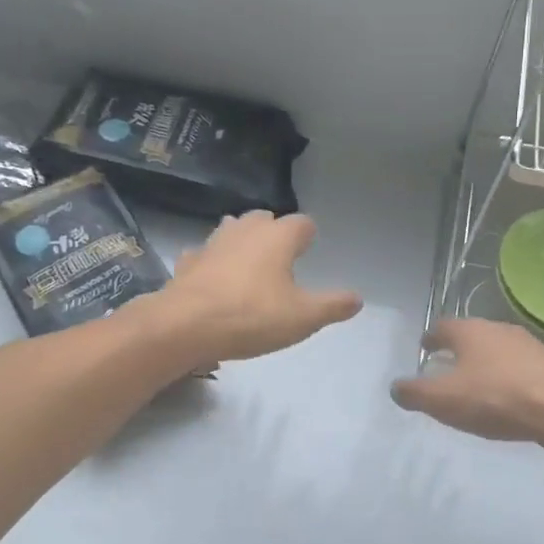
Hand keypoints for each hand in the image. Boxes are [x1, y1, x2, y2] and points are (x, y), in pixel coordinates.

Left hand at [141, 211, 361, 369]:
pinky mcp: (188, 261)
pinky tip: (213, 280)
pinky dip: (212, 263)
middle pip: (264, 218)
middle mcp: (245, 230)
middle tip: (281, 257)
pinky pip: (204, 255)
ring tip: (249, 265)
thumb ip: (332, 306)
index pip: (302, 223)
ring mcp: (212, 243)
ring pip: (231, 230)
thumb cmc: (252, 316)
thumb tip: (358, 299)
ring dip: (241, 242)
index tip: (310, 249)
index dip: (308, 236)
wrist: (185, 325)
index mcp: (278, 237)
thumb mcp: (303, 317)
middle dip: (273, 232)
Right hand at [391, 317, 543, 442]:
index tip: (426, 348)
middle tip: (450, 367)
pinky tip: (514, 396)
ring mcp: (531, 344)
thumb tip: (395, 387)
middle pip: (473, 335)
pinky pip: (525, 366)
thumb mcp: (444, 401)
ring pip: (501, 349)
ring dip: (489, 362)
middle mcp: (499, 329)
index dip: (431, 338)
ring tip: (482, 383)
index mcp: (470, 332)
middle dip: (460, 349)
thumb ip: (415, 393)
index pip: (442, 327)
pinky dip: (513, 376)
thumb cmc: (496, 399)